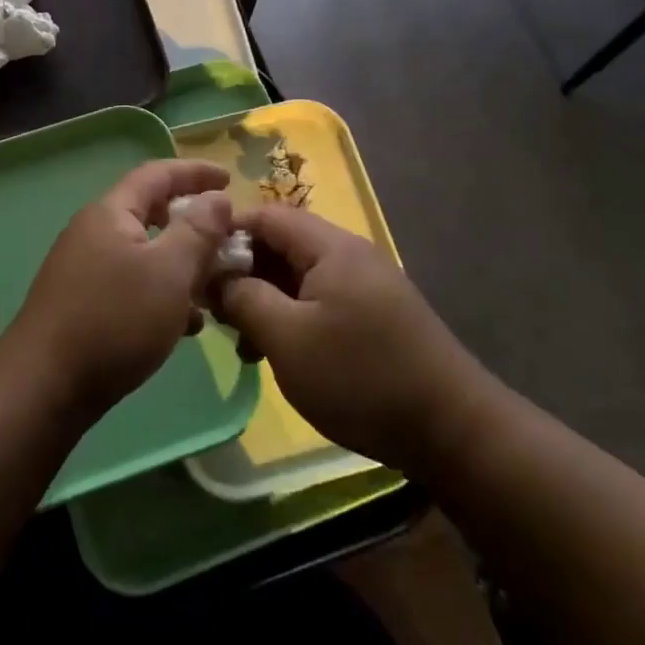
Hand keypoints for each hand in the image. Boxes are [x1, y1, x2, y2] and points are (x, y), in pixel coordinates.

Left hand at [7, 160, 234, 411]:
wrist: (45, 387)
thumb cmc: (115, 320)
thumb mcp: (170, 271)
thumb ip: (198, 230)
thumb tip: (217, 197)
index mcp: (111, 213)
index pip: (156, 174)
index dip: (195, 172)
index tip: (229, 179)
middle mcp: (94, 233)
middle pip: (150, 212)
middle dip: (192, 223)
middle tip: (227, 237)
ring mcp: (85, 270)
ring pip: (145, 254)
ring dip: (181, 263)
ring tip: (215, 285)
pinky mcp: (84, 304)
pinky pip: (133, 285)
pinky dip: (162, 293)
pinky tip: (186, 324)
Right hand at [216, 206, 482, 471]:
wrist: (452, 429)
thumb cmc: (361, 377)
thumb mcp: (288, 338)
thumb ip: (244, 298)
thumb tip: (217, 275)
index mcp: (330, 247)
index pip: (265, 215)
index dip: (225, 234)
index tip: (193, 267)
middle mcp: (349, 256)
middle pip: (281, 245)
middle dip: (242, 272)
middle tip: (211, 310)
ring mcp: (364, 286)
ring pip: (297, 278)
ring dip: (264, 300)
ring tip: (239, 340)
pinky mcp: (373, 316)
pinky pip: (319, 302)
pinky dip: (290, 318)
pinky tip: (274, 353)